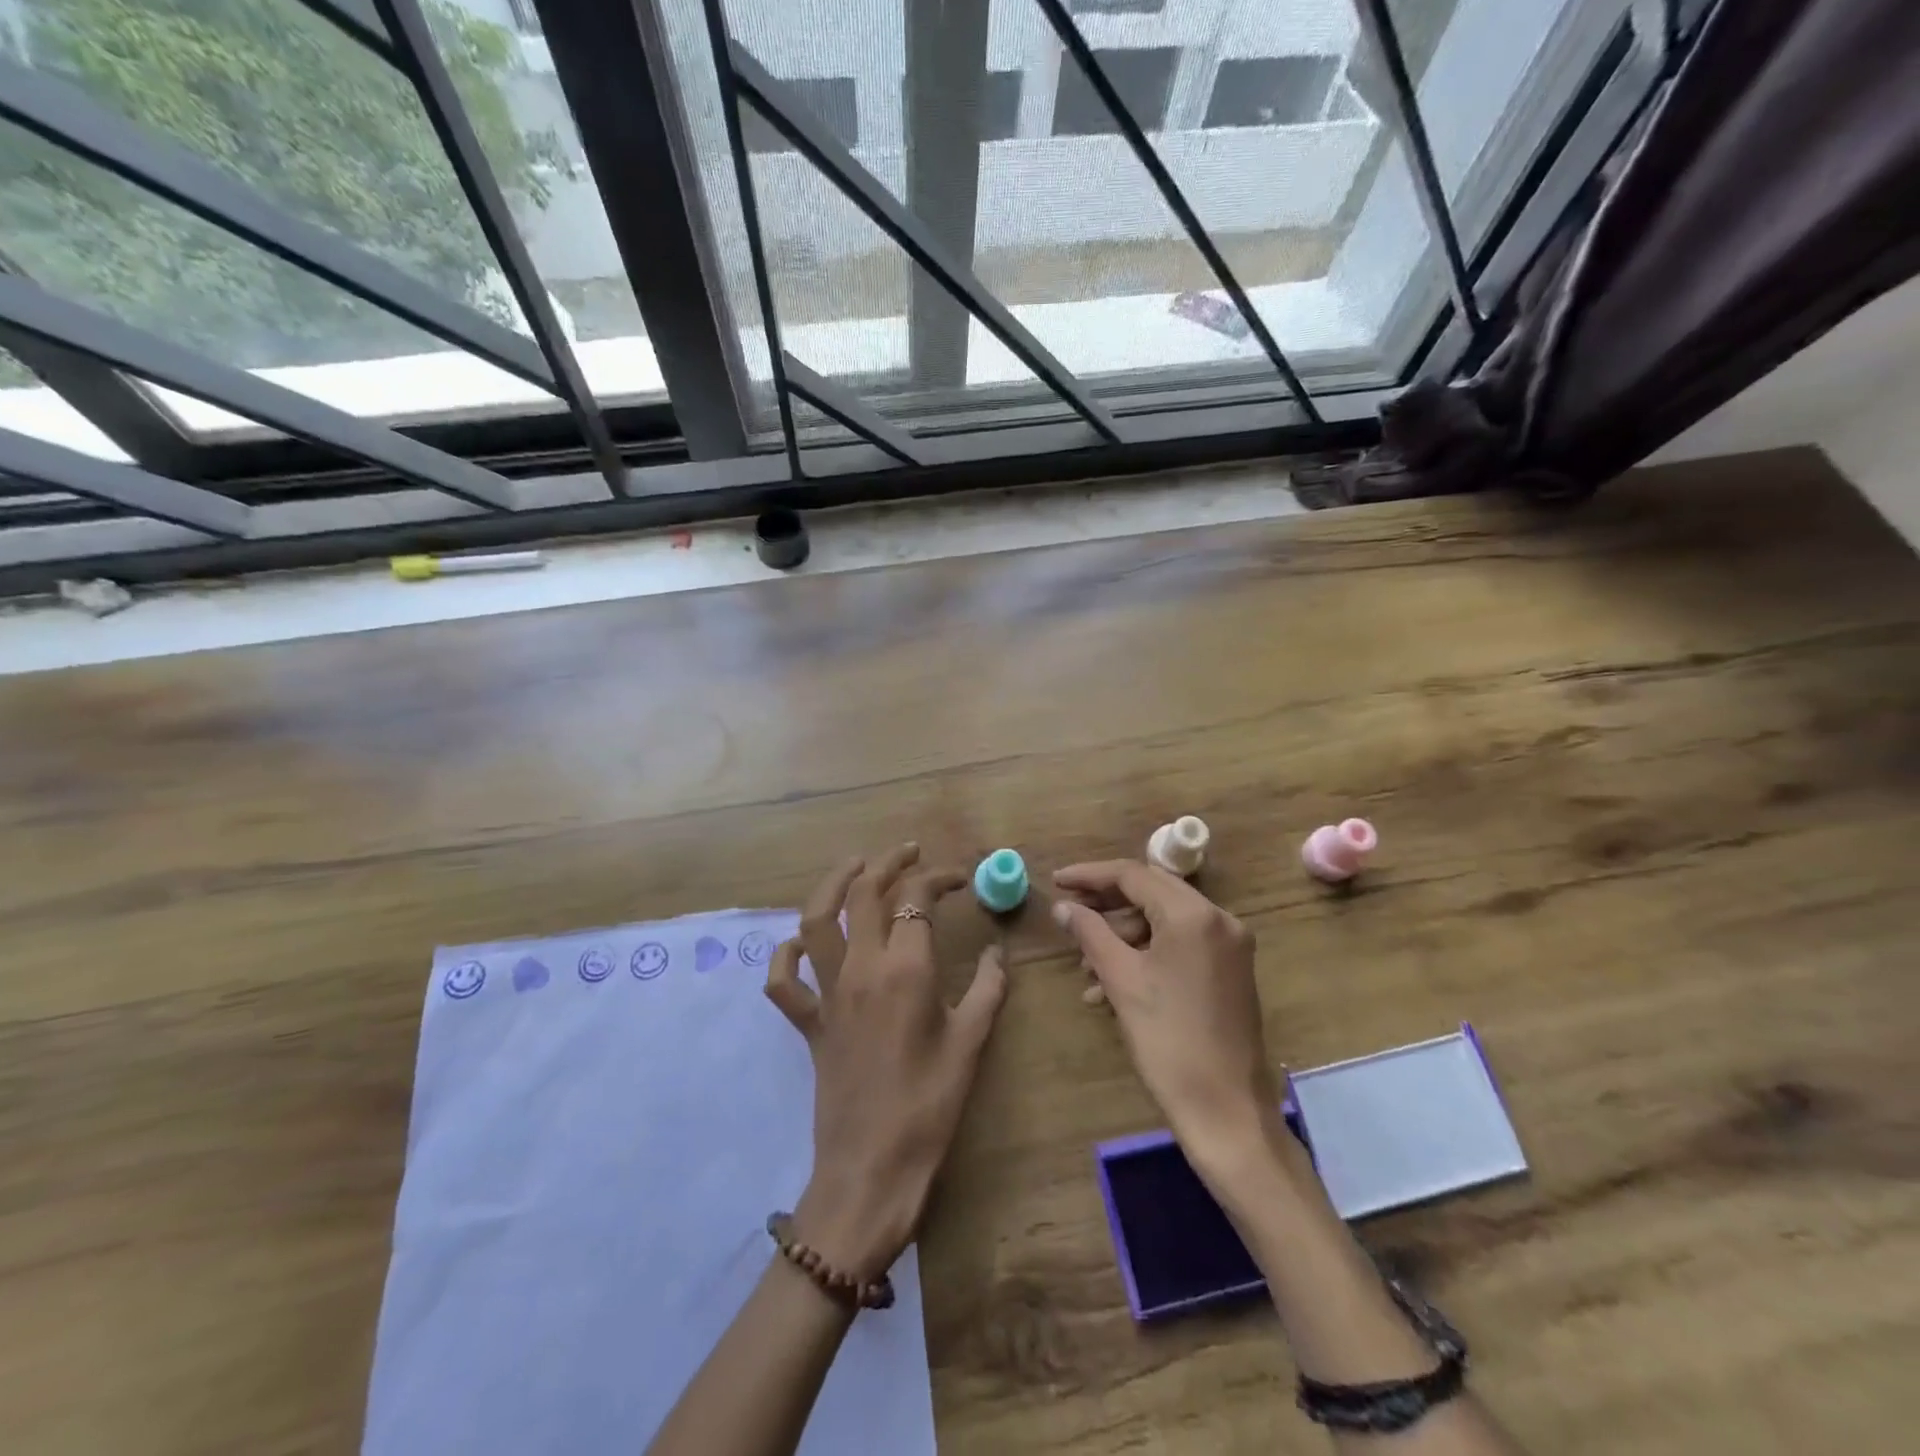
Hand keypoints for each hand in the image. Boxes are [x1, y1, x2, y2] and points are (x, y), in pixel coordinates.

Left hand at [765, 844, 1007, 1282]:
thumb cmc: (929, 1107)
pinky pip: (784, 981)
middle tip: (908, 853)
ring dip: (833, 884)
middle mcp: (861, 969)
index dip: (939, 877)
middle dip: (886, 863)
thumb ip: (989, 989)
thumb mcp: (971, 1044)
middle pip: (864, 894)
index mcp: (905, 970)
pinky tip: (800, 942)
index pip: (916, 898)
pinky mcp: (809, 1023)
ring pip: (817, 920)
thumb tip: (998, 952)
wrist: (871, 1170)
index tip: (960, 878)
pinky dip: (786, 954)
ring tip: (855, 867)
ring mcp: (828, 994)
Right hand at [1051, 860, 1278, 1167]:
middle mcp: (1219, 919)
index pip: (1133, 875)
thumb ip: (1090, 933)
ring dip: (1123, 935)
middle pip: (1151, 892)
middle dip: (1106, 904)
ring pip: (1164, 920)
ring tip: (1086, 968)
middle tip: (1069, 915)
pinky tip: (1112, 986)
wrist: (1226, 1111)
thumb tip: (1063, 907)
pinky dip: (1146, 954)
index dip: (1090, 876)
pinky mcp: (1230, 970)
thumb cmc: (1168, 1041)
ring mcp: (1229, 945)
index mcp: (1194, 915)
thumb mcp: (1122, 980)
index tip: (1056, 882)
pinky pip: (1180, 945)